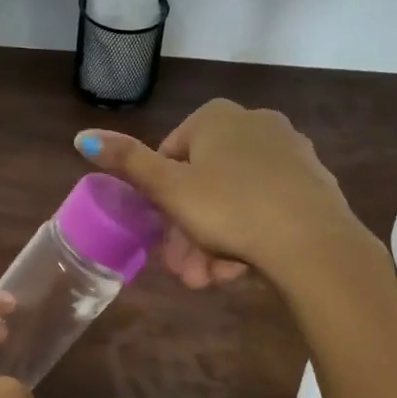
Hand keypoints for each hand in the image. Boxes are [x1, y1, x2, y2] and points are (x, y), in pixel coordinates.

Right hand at [74, 99, 383, 287]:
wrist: (313, 244)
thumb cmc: (229, 208)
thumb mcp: (168, 189)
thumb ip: (126, 162)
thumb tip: (82, 136)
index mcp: (217, 117)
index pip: (171, 155)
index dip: (160, 199)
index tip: (162, 234)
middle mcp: (255, 123)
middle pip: (203, 183)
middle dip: (188, 233)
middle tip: (185, 271)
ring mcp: (289, 152)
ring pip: (233, 201)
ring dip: (213, 243)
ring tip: (211, 280)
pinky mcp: (313, 183)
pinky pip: (265, 208)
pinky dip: (248, 236)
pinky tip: (242, 269)